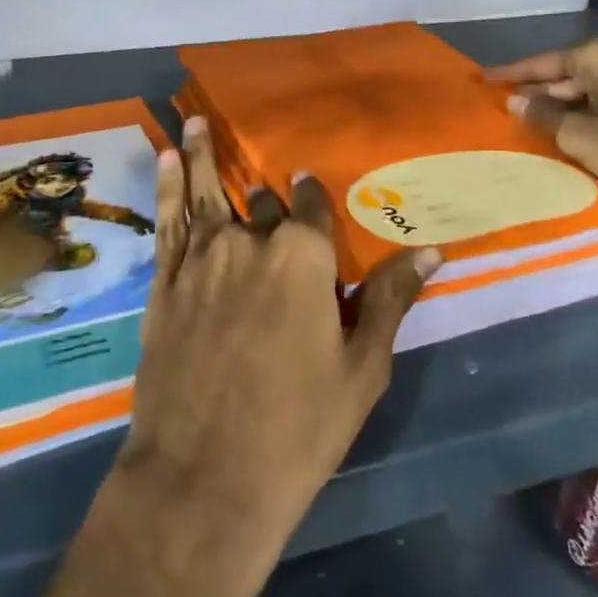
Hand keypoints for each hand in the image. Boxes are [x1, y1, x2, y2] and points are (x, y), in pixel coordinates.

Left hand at [0, 118, 437, 596]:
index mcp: (304, 257)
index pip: (311, 209)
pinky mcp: (165, 282)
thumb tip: (432, 250)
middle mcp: (251, 242)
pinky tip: (167, 157)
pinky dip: (168, 185)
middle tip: (269, 191)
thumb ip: (388, 299)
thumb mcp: (361, 368)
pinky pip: (167, 221)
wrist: (205, 477)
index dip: (312, 199)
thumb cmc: (299, 428)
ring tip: (197, 119)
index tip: (309, 188)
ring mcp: (201, 259)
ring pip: (207, 192)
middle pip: (263, 205)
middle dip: (269, 201)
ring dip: (204, 153)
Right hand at [492, 36, 597, 319]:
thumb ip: (544, 116)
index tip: (484, 79)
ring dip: (568, 104)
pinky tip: (582, 130)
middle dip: (542, 90)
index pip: (544, 62)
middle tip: (510, 105)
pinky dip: (594, 112)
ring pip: (596, 88)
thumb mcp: (580, 135)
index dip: (512, 74)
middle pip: (572, 73)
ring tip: (539, 120)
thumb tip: (517, 101)